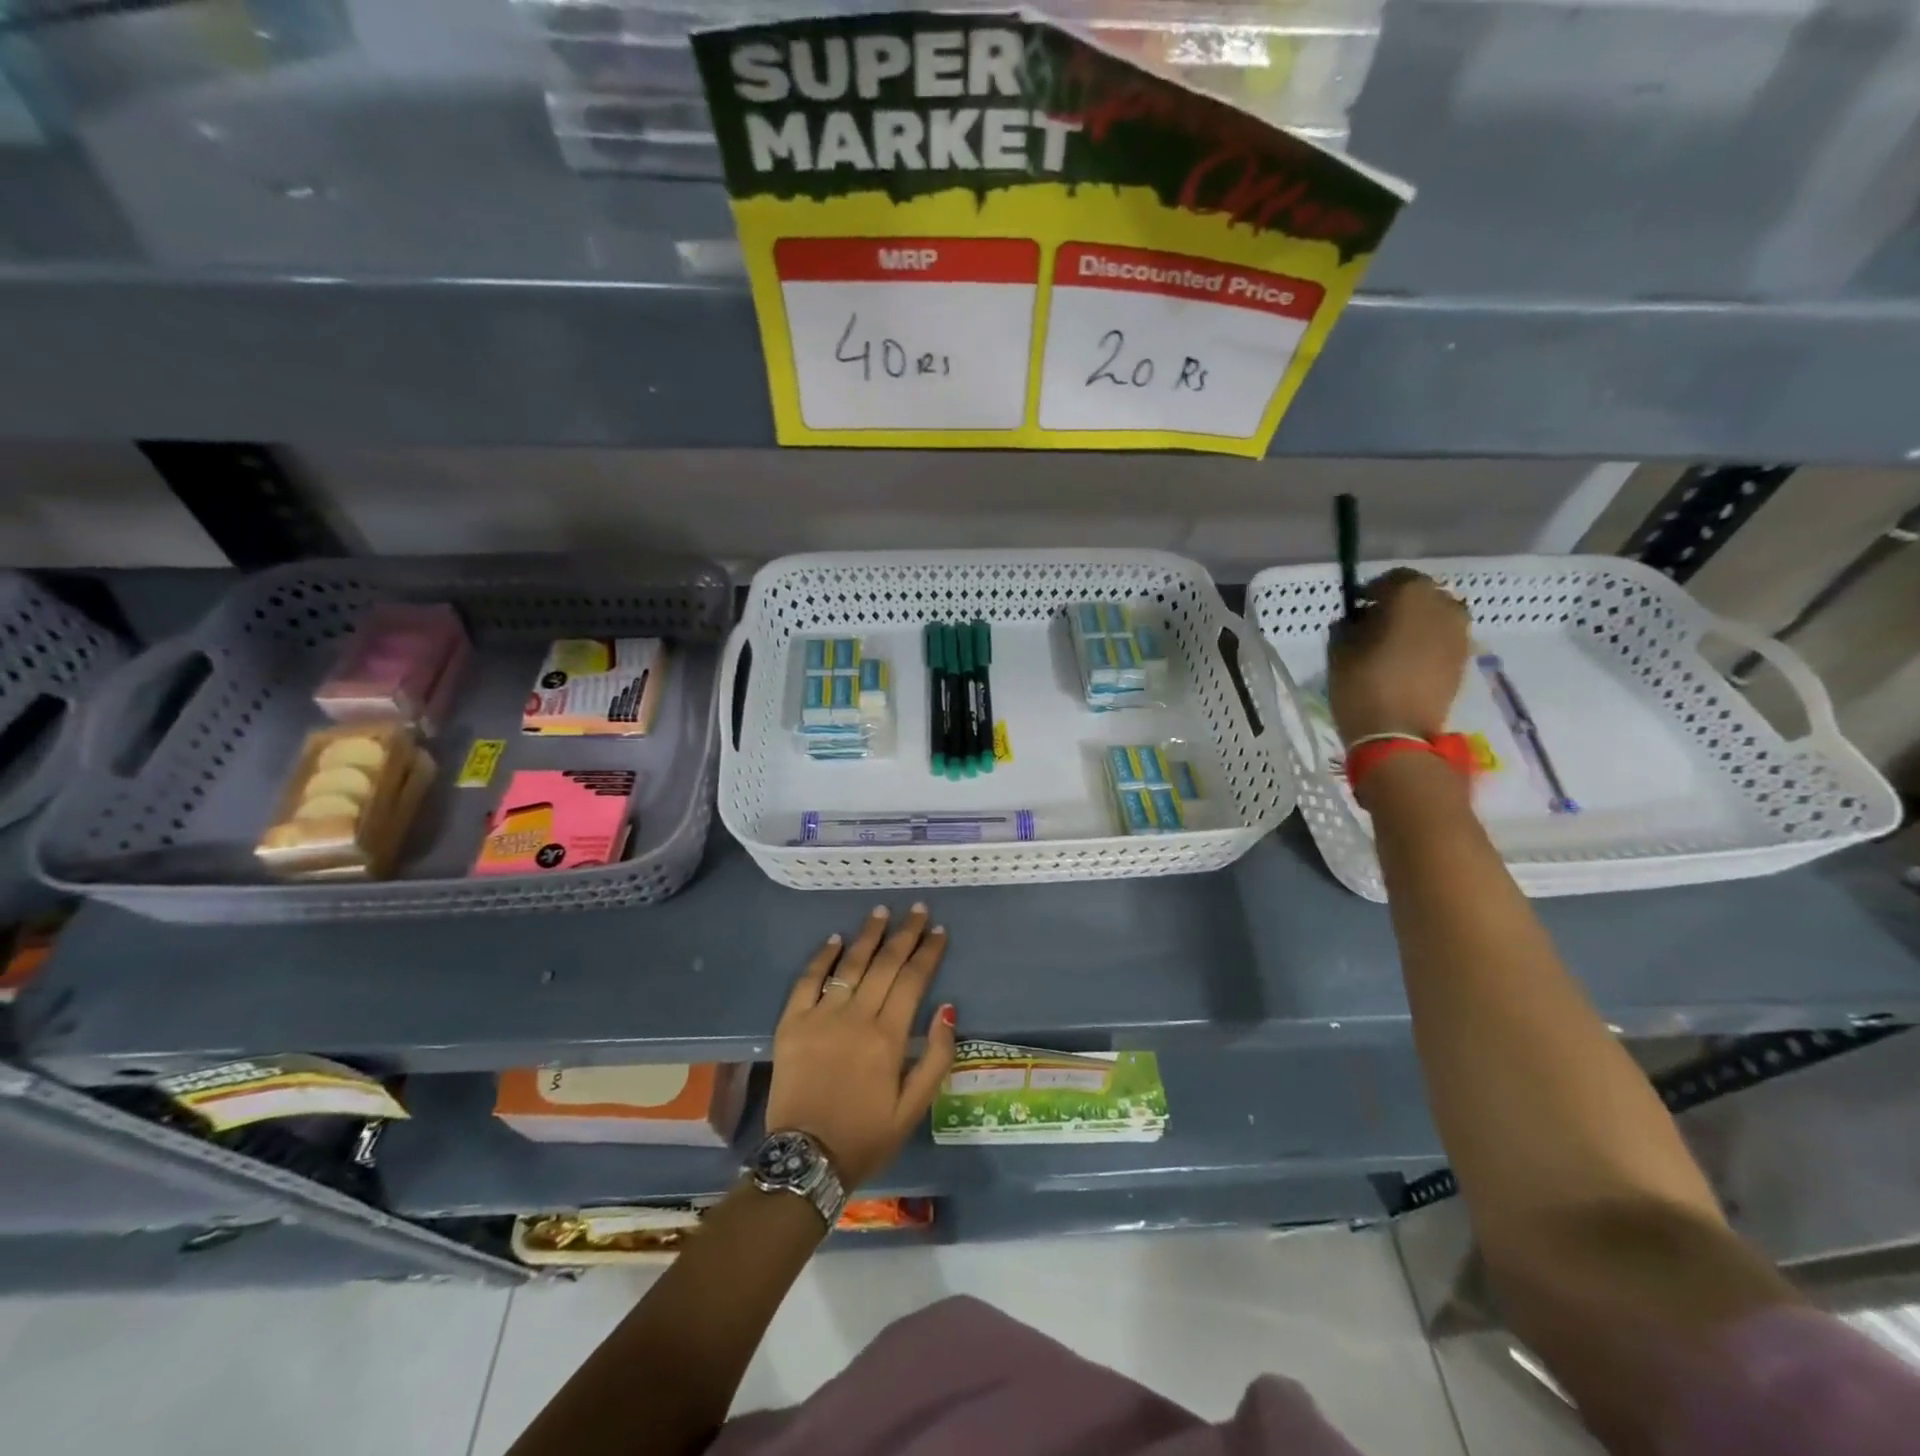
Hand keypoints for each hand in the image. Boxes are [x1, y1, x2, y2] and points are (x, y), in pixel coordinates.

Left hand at [765, 904, 955, 1189]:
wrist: (805, 1159)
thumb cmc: (866, 1136)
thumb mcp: (913, 1109)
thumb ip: (936, 1057)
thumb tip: (948, 1008)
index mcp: (888, 1038)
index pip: (913, 980)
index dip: (928, 953)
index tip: (940, 931)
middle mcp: (856, 1017)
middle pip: (885, 964)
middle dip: (905, 934)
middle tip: (918, 910)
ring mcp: (820, 1017)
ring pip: (850, 965)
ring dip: (869, 935)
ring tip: (882, 911)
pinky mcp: (791, 1023)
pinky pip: (808, 980)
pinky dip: (823, 957)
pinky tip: (836, 939)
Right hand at [1328, 568, 1471, 744]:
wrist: (1397, 734)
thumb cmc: (1362, 685)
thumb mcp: (1339, 651)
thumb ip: (1347, 626)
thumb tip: (1355, 620)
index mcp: (1411, 596)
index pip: (1393, 579)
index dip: (1372, 590)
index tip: (1356, 606)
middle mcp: (1443, 606)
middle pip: (1420, 595)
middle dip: (1398, 604)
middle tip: (1374, 623)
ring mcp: (1460, 633)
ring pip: (1436, 616)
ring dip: (1416, 623)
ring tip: (1392, 644)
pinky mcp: (1464, 659)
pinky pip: (1444, 638)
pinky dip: (1427, 642)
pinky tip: (1407, 660)